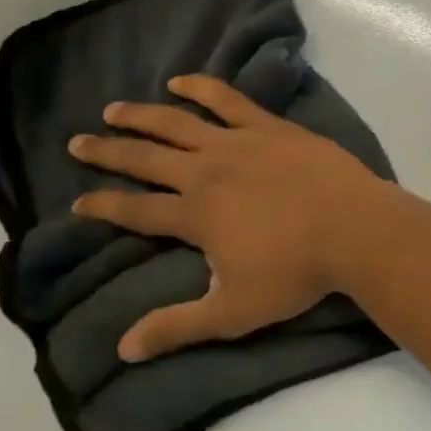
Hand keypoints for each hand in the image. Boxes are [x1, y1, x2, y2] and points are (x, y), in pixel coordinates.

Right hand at [68, 75, 384, 361]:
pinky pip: (228, 100)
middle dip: (108, 153)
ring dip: (142, 115)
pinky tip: (181, 81)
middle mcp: (205, 172)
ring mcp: (238, 143)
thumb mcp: (233, 311)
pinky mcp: (269, 126)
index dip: (103, 206)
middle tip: (76, 143)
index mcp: (194, 216)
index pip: (136, 211)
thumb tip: (123, 350)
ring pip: (177, 123)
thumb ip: (177, 327)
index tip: (77, 201)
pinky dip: (201, 87)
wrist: (354, 227)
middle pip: (146, 159)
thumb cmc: (296, 272)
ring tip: (114, 109)